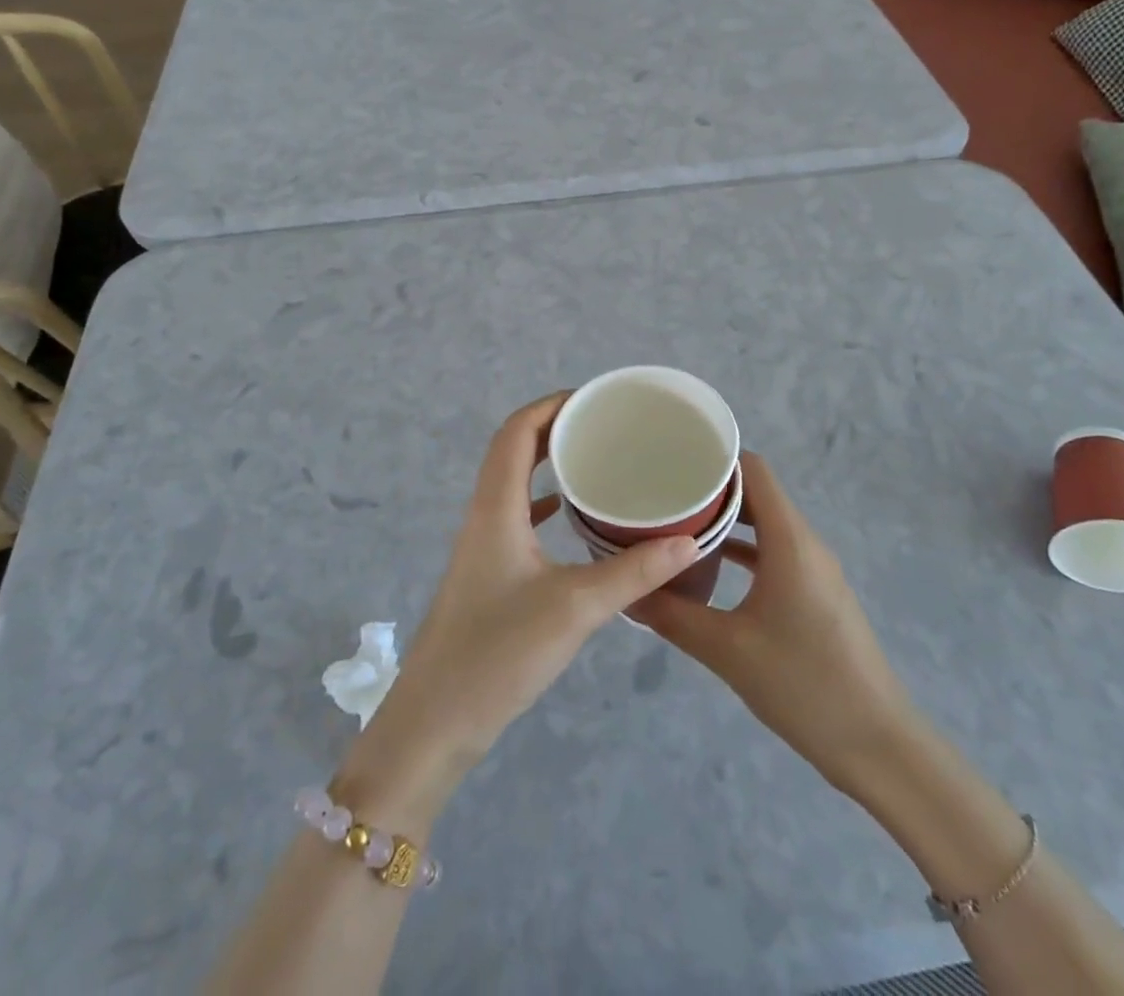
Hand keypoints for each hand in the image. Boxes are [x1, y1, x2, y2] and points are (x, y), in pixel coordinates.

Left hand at [338, 393, 699, 826]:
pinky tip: (569, 517)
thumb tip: (689, 540)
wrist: (435, 723)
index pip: (516, 431)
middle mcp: (483, 515)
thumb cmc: (498, 654)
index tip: (594, 399)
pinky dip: (541, 503)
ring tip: (593, 460)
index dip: (551, 405)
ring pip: (512, 483)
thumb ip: (633, 572)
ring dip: (546, 463)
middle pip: (513, 450)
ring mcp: (481, 545)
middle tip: (603, 426)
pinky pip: (515, 517)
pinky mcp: (486, 574)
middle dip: (554, 428)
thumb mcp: (575, 608)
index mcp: (495, 507)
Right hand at [631, 454, 912, 796]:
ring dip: (725, 521)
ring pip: (765, 524)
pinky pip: (774, 552)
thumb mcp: (727, 650)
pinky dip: (743, 550)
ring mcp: (814, 569)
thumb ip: (673, 615)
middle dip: (710, 489)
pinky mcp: (816, 594)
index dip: (714, 457)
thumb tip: (627, 591)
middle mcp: (805, 543)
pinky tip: (709, 567)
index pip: (753, 470)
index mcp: (789, 540)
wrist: (877, 746)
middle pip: (757, 493)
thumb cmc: (804, 686)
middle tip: (662, 492)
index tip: (671, 461)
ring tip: (676, 524)